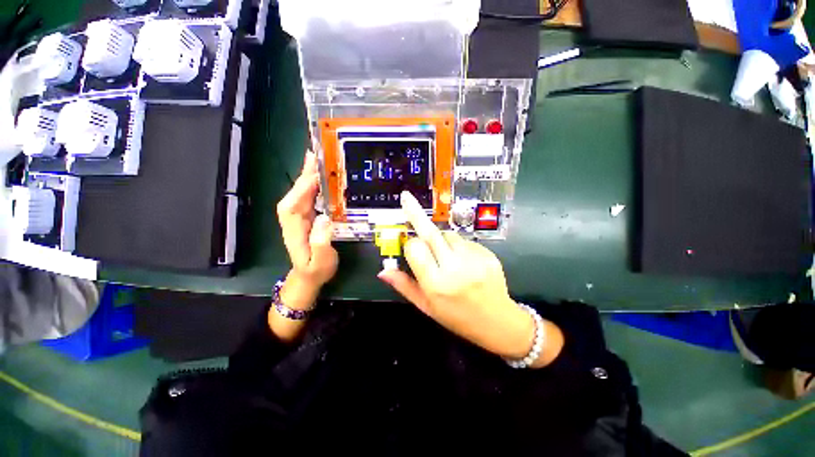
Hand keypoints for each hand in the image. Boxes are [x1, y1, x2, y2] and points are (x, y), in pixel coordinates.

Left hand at [276, 151, 337, 310]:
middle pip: (297, 190)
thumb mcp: (320, 261)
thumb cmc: (315, 270)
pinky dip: (315, 183)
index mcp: (294, 226)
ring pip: (303, 190)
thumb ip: (321, 242)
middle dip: (306, 172)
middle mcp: (293, 216)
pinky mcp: (306, 214)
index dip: (304, 184)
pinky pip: (309, 195)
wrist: (308, 276)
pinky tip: (322, 175)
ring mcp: (299, 214)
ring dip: (310, 174)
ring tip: (321, 157)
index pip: (295, 201)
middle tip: (318, 152)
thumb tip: (325, 218)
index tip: (316, 168)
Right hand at [378, 191, 563, 366]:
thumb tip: (383, 270)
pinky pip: (464, 240)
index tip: (410, 247)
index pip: (415, 248)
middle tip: (406, 197)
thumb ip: (404, 286)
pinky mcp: (487, 254)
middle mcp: (454, 268)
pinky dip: (458, 245)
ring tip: (446, 256)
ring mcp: (473, 259)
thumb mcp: (427, 307)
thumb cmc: (457, 317)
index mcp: (436, 284)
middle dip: (416, 213)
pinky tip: (463, 261)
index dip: (410, 244)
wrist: (498, 323)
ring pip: (448, 234)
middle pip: (431, 232)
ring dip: (441, 239)